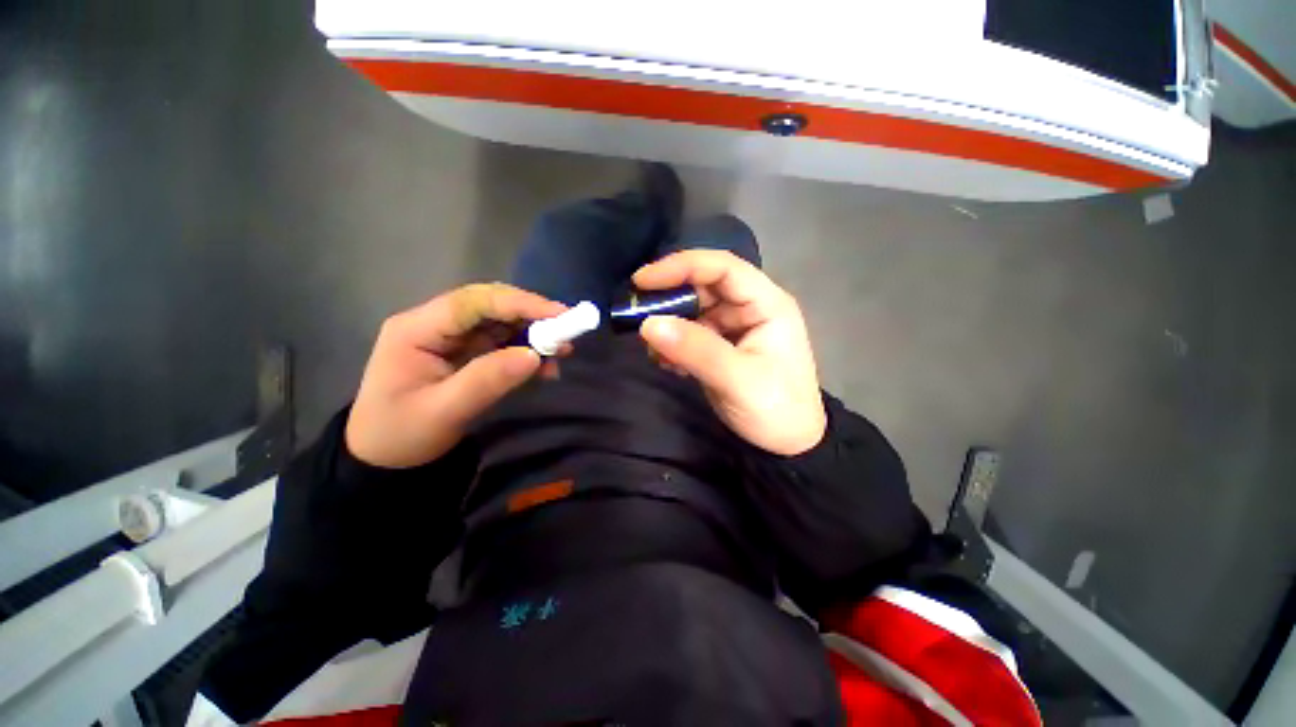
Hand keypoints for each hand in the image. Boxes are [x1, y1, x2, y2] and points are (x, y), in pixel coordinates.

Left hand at [346, 283, 565, 467]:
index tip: (559, 315)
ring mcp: (452, 338)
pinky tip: (544, 366)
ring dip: (533, 333)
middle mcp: (436, 324)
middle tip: (567, 331)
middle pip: (491, 306)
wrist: (384, 460)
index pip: (474, 301)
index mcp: (417, 329)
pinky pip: (502, 343)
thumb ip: (487, 380)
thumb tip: (534, 355)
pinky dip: (527, 351)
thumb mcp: (445, 411)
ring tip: (562, 351)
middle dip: (531, 316)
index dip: (519, 303)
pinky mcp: (466, 352)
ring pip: (501, 323)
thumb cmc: (403, 435)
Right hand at [634, 250, 826, 455]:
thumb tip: (648, 324)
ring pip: (693, 312)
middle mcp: (750, 308)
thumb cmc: (776, 410)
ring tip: (655, 353)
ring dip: (670, 327)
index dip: (681, 267)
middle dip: (670, 300)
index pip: (722, 268)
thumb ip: (695, 350)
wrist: (788, 447)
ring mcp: (734, 327)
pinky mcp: (721, 346)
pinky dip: (674, 345)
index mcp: (767, 304)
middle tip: (638, 317)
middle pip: (703, 287)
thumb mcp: (737, 379)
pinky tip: (668, 364)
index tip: (642, 281)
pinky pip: (691, 334)